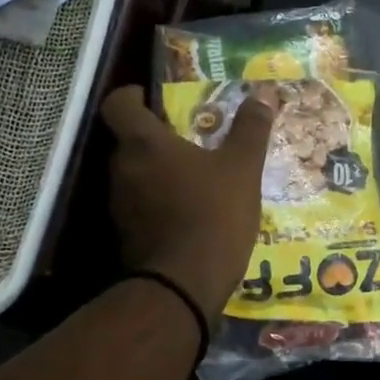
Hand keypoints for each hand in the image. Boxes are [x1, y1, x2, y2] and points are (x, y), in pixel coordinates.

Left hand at [100, 84, 278, 320]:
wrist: (185, 284)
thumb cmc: (213, 213)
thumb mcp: (243, 168)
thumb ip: (250, 131)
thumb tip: (261, 97)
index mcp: (143, 144)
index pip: (118, 104)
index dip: (132, 96)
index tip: (152, 97)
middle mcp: (122, 169)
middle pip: (129, 141)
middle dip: (155, 139)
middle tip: (188, 140)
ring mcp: (119, 206)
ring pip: (134, 176)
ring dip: (157, 173)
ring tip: (193, 179)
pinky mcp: (125, 236)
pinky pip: (140, 207)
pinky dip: (159, 204)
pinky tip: (189, 213)